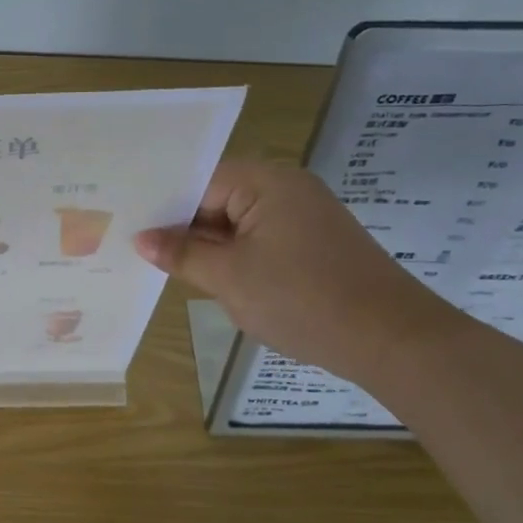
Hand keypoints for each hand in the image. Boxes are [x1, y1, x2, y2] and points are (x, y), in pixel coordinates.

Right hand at [134, 160, 463, 383]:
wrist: (394, 341)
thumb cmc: (303, 300)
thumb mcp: (229, 278)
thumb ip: (181, 254)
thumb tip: (141, 239)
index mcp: (266, 182)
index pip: (198, 182)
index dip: (163, 206)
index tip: (127, 227)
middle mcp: (286, 188)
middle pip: (217, 199)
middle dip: (183, 228)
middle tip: (138, 249)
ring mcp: (304, 216)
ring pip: (238, 223)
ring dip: (209, 247)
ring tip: (168, 267)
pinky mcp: (315, 244)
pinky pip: (261, 240)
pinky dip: (236, 257)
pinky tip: (212, 279)